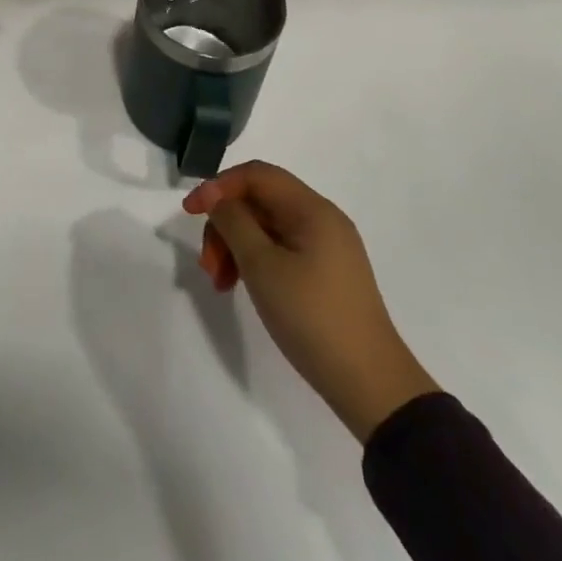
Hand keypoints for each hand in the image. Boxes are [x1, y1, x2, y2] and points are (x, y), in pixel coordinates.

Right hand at [186, 161, 439, 440]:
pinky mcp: (325, 274)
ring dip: (236, 246)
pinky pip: (280, 249)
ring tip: (220, 283)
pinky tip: (242, 286)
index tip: (190, 213)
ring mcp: (326, 248)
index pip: (256, 175)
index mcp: (312, 209)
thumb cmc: (312, 317)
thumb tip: (215, 195)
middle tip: (208, 265)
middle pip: (259, 201)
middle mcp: (322, 219)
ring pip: (267, 227)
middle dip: (226, 224)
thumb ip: (233, 222)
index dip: (219, 186)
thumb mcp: (262, 266)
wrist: (371, 385)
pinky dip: (255, 261)